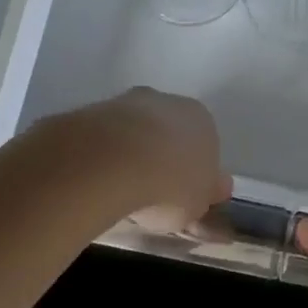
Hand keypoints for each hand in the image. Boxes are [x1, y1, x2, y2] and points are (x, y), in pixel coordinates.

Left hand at [84, 88, 230, 231]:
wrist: (110, 164)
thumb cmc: (170, 184)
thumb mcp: (198, 205)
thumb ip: (207, 196)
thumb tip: (217, 190)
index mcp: (203, 120)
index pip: (204, 146)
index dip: (194, 173)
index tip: (182, 196)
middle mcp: (168, 102)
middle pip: (169, 133)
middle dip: (162, 159)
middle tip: (152, 194)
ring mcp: (126, 103)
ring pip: (134, 133)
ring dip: (130, 156)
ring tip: (119, 192)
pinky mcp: (90, 111)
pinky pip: (103, 138)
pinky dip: (102, 157)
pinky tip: (97, 181)